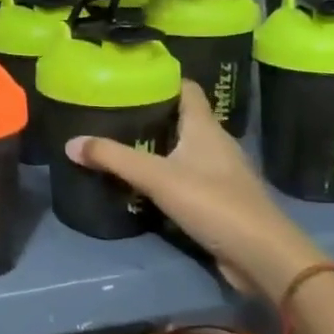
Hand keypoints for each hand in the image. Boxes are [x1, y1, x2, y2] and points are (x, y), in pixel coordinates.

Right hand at [65, 81, 326, 303]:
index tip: (131, 77)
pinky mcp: (220, 200)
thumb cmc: (213, 203)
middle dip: (152, 113)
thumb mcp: (156, 177)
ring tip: (121, 142)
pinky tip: (143, 181)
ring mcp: (221, 173)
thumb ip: (113, 158)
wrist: (263, 256)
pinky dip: (166, 173)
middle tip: (113, 111)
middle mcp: (216, 144)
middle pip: (183, 118)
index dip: (163, 79)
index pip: (187, 89)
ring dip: (158, 145)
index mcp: (205, 128)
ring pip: (185, 148)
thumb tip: (70, 143)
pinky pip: (188, 176)